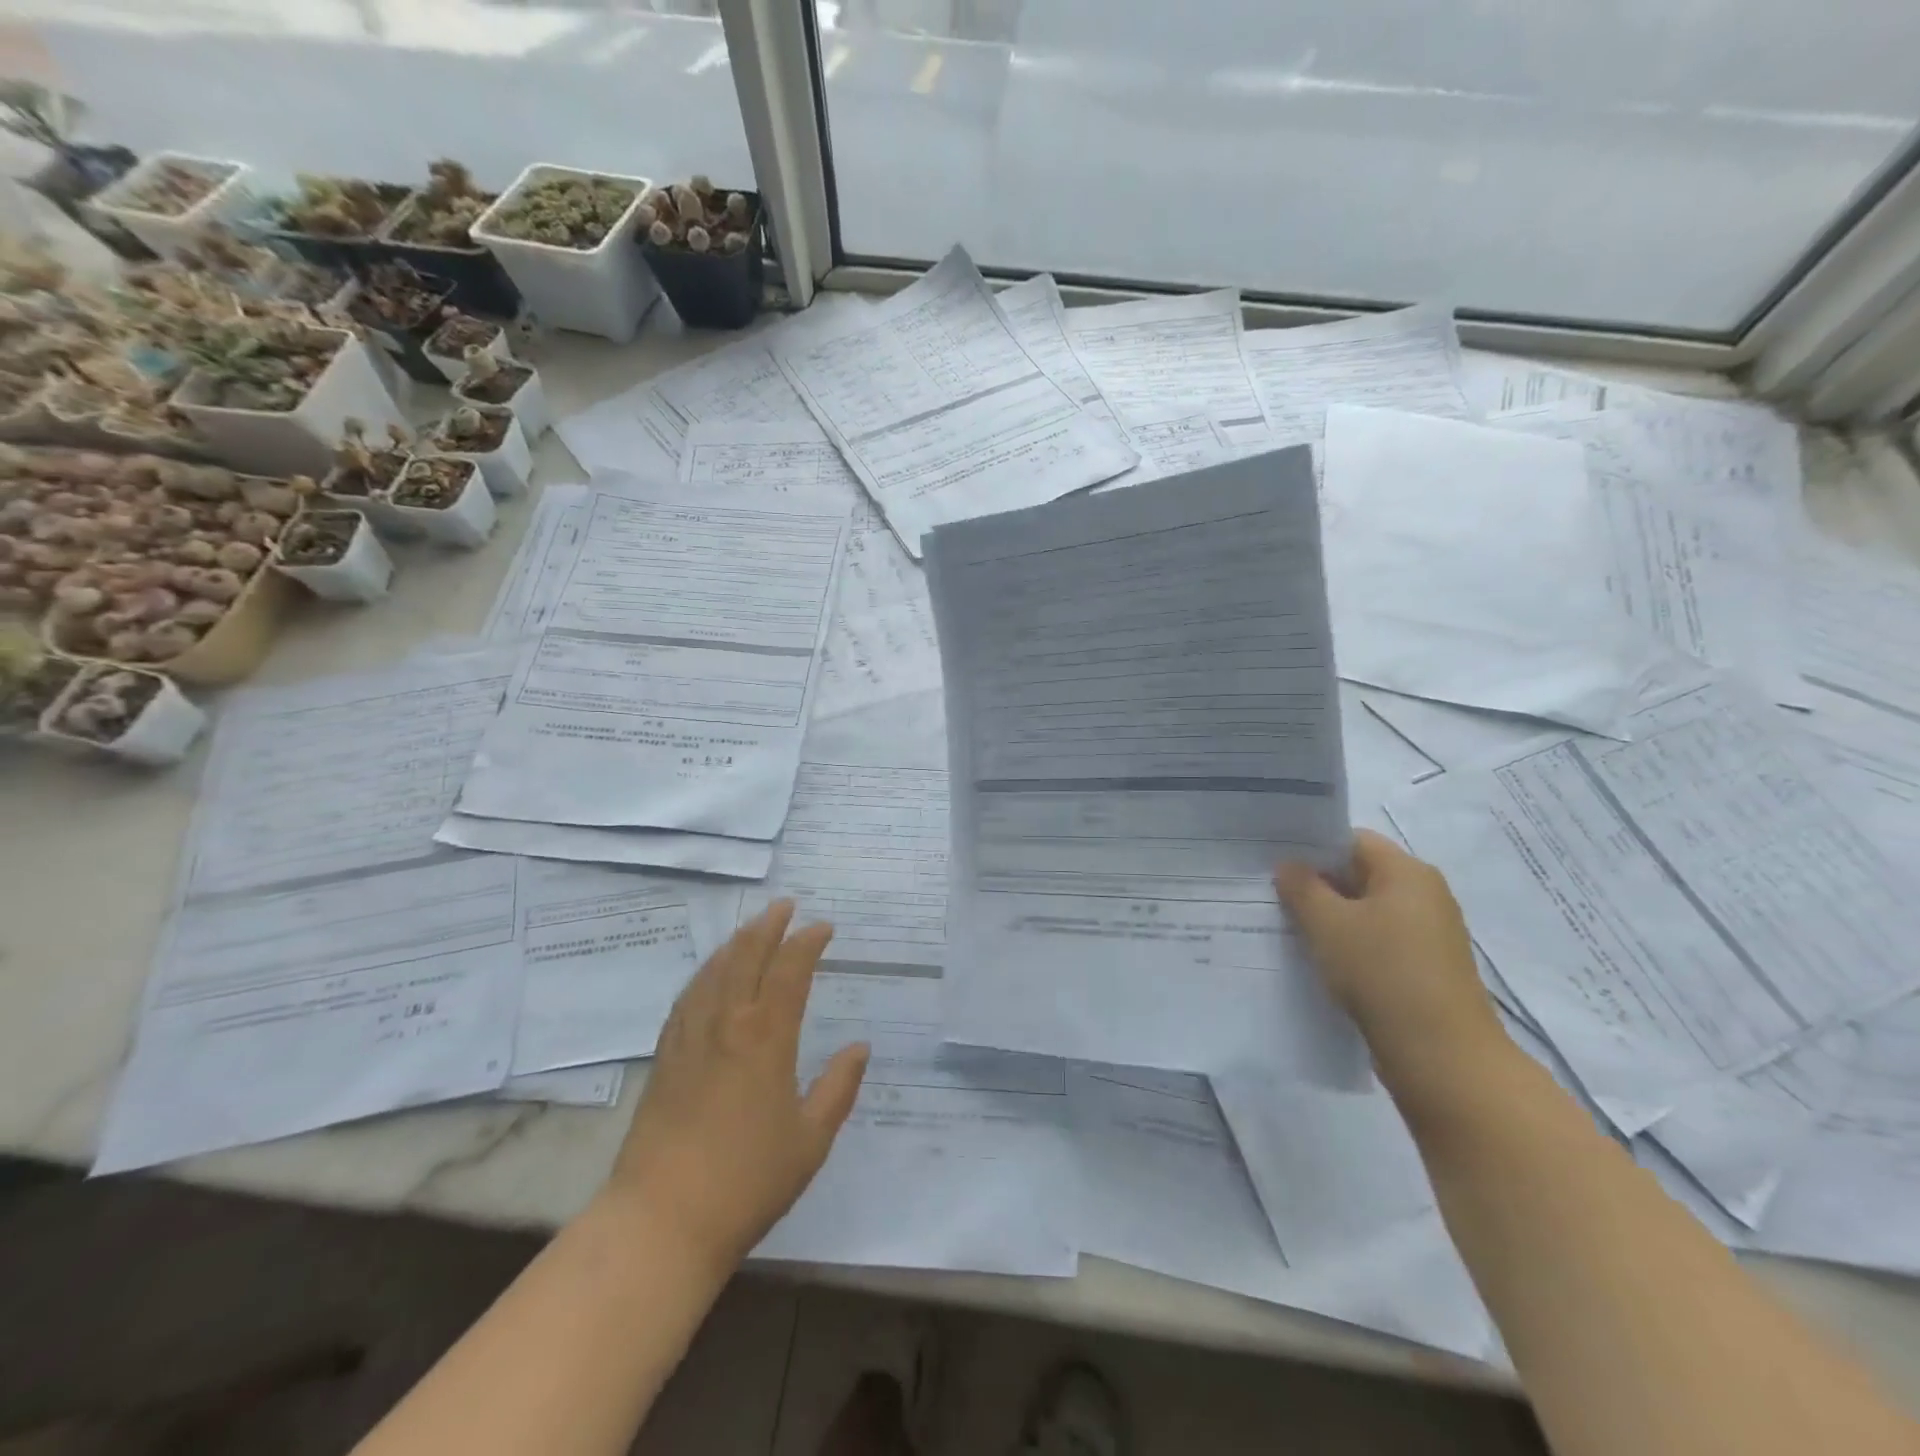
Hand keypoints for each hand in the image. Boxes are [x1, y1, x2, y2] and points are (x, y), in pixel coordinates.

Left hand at [600, 901, 868, 1270]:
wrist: (662, 1220)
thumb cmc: (747, 1181)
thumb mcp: (810, 1140)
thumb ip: (838, 1088)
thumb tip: (859, 1048)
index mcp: (766, 1037)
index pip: (789, 971)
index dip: (807, 942)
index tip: (823, 927)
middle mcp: (726, 1024)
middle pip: (745, 957)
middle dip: (768, 926)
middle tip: (785, 906)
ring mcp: (690, 1038)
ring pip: (713, 972)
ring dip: (735, 943)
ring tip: (751, 928)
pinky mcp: (665, 1057)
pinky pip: (687, 998)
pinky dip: (705, 974)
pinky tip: (709, 975)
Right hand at [1275, 829, 1506, 1097]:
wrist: (1443, 1057)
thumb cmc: (1382, 973)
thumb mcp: (1328, 924)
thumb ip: (1302, 887)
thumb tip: (1289, 865)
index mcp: (1407, 872)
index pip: (1352, 840)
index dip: (1311, 847)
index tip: (1273, 861)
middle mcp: (1424, 895)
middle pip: (1360, 874)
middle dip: (1317, 884)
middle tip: (1271, 894)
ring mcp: (1429, 934)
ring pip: (1367, 911)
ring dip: (1331, 918)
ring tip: (1287, 927)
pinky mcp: (1425, 969)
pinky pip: (1378, 942)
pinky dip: (1349, 945)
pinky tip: (1319, 960)